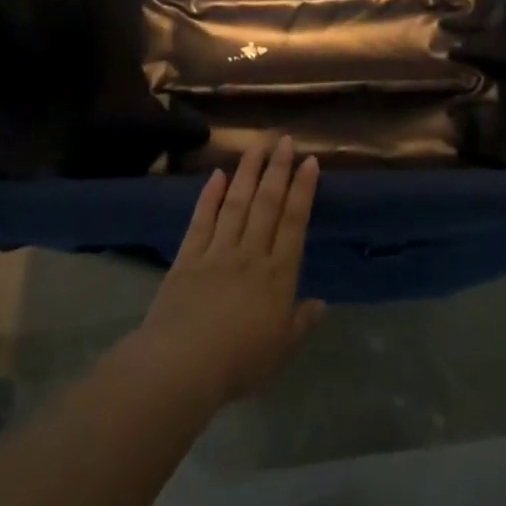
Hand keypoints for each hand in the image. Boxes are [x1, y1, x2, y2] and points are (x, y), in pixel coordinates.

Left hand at [130, 136, 325, 409]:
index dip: (303, 190)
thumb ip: (302, 323)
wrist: (184, 365)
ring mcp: (217, 252)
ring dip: (247, 173)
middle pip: (267, 204)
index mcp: (278, 275)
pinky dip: (210, 196)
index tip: (310, 162)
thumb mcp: (282, 349)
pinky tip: (216, 176)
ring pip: (236, 203)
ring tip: (256, 147)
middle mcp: (251, 254)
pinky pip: (202, 220)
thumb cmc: (240, 362)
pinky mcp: (188, 257)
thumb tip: (321, 303)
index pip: (295, 222)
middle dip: (278, 170)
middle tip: (285, 141)